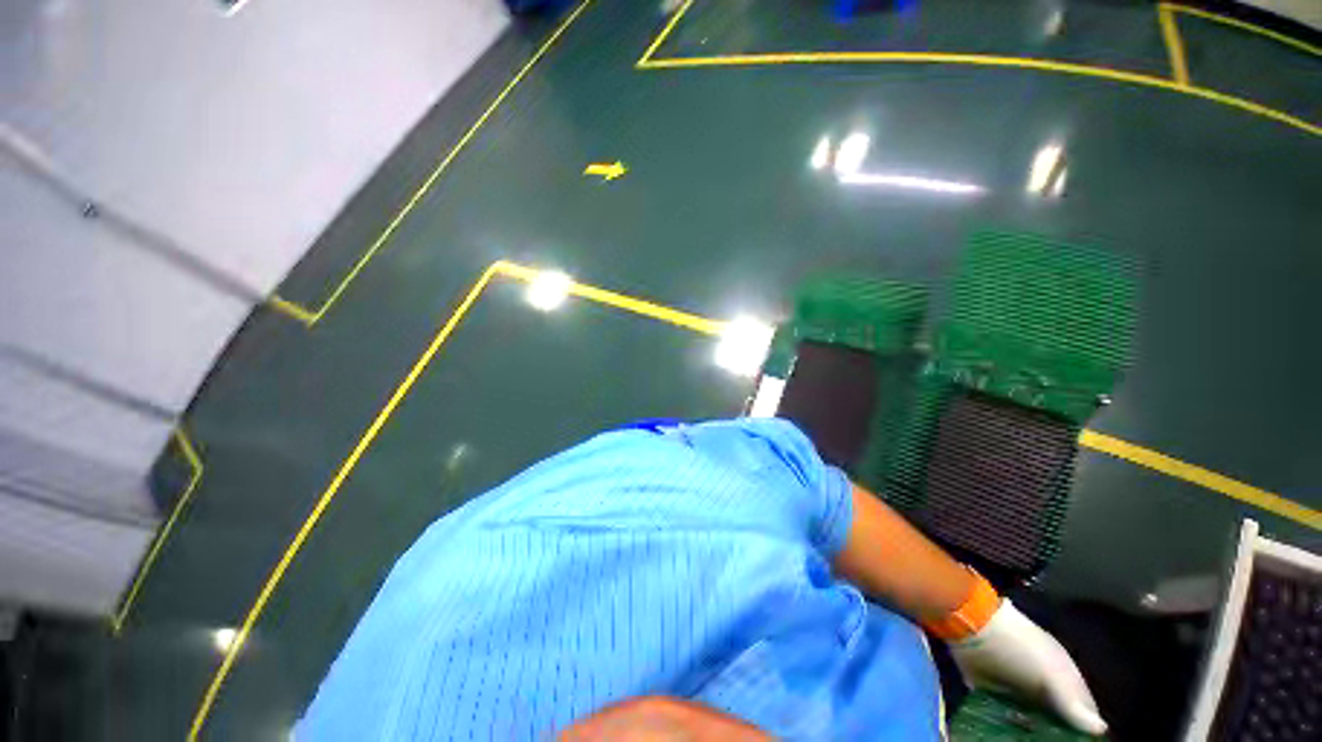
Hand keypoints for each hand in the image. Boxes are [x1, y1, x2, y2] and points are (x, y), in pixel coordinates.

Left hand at [949, 600, 1107, 735]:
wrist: (972, 626)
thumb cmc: (1019, 647)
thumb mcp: (1052, 675)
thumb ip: (1074, 704)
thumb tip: (1101, 731)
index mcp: (1063, 679)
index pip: (1083, 712)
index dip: (1085, 731)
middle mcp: (1042, 686)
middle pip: (1056, 721)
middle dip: (1055, 735)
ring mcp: (1015, 690)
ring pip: (1030, 722)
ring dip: (1030, 734)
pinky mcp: (989, 692)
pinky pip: (1001, 716)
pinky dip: (1005, 728)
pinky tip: (1005, 738)